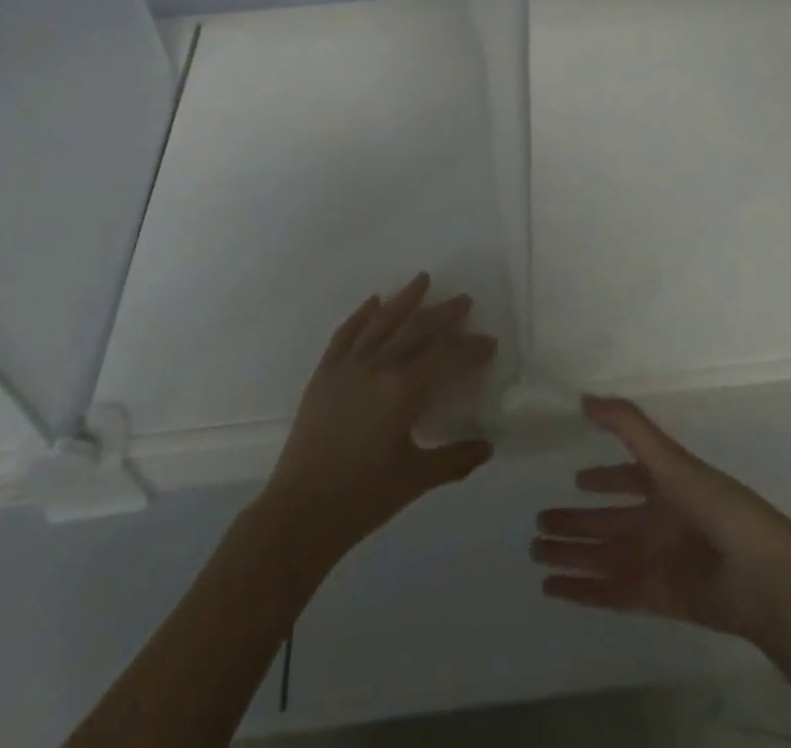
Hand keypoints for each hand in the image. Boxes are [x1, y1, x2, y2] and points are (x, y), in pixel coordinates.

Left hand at [261, 273, 496, 568]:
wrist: (301, 510)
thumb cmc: (363, 496)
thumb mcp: (417, 478)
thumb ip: (456, 459)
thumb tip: (488, 447)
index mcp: (402, 388)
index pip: (445, 355)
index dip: (470, 347)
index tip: (488, 342)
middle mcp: (377, 365)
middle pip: (416, 328)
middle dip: (443, 313)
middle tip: (464, 300)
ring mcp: (347, 365)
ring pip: (381, 322)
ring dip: (404, 299)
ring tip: (422, 279)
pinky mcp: (324, 372)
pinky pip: (346, 333)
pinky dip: (361, 314)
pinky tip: (374, 302)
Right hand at [531, 396, 790, 643]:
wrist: (761, 576)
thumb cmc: (715, 505)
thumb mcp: (668, 457)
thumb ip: (627, 424)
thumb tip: (583, 397)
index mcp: (666, 485)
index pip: (627, 478)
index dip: (604, 479)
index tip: (576, 479)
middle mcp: (659, 521)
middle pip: (608, 521)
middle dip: (575, 522)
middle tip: (538, 522)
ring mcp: (657, 561)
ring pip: (603, 556)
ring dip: (571, 554)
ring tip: (535, 551)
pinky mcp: (656, 597)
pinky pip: (611, 591)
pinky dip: (582, 590)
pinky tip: (552, 588)